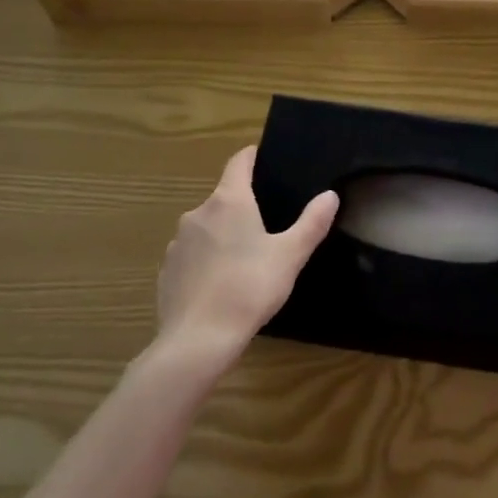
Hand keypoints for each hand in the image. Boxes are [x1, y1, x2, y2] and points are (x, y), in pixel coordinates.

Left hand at [154, 147, 338, 372]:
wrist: (198, 340)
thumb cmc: (249, 288)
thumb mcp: (290, 255)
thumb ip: (311, 223)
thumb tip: (330, 195)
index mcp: (229, 201)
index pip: (239, 162)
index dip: (252, 157)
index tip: (264, 159)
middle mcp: (199, 213)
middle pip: (223, 197)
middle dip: (243, 206)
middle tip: (267, 225)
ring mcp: (178, 242)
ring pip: (206, 228)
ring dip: (223, 235)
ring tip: (245, 259)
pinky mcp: (167, 270)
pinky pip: (191, 255)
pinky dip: (206, 261)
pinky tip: (220, 284)